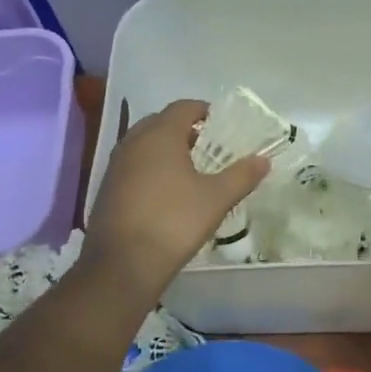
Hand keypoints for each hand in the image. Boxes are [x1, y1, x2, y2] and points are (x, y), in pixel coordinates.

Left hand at [82, 99, 267, 301]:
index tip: (222, 125)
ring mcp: (116, 165)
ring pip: (144, 144)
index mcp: (160, 135)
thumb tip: (263, 160)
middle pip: (161, 122)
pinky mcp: (107, 188)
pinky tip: (166, 192)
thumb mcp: (216, 199)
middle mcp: (133, 142)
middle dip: (185, 129)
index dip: (204, 111)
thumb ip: (241, 176)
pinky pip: (133, 165)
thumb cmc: (174, 222)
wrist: (122, 264)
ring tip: (190, 169)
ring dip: (166, 149)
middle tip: (209, 146)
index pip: (183, 107)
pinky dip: (151, 167)